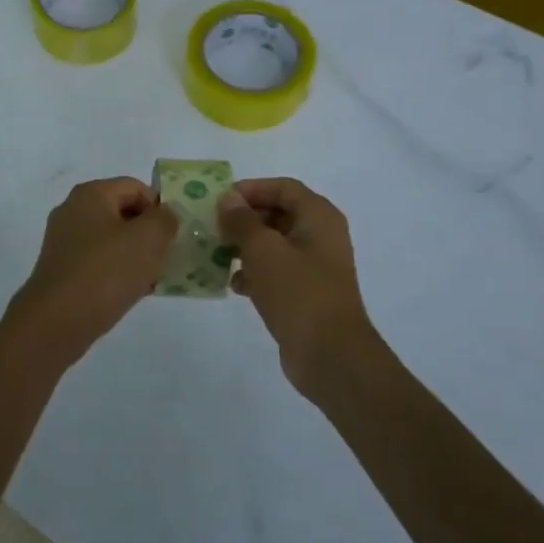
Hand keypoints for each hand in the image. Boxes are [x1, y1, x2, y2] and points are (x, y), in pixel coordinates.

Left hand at [6, 177, 178, 365]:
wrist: (58, 320)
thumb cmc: (106, 271)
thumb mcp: (148, 239)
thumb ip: (165, 219)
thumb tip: (165, 214)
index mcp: (91, 194)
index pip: (135, 187)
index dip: (160, 207)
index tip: (174, 235)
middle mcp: (73, 211)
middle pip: (123, 213)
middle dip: (149, 233)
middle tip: (168, 257)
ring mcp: (64, 241)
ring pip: (112, 240)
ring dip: (136, 255)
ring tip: (154, 277)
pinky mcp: (62, 269)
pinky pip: (99, 262)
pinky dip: (118, 272)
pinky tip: (133, 292)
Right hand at [217, 178, 380, 401]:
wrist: (330, 355)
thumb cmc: (298, 292)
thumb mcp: (263, 250)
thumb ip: (242, 221)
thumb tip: (229, 199)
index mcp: (318, 217)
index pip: (283, 187)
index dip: (251, 189)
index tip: (220, 201)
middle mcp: (320, 236)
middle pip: (277, 213)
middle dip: (244, 219)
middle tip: (213, 228)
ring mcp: (314, 266)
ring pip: (273, 244)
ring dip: (245, 247)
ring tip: (217, 255)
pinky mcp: (305, 292)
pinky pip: (276, 271)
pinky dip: (254, 272)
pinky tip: (234, 285)